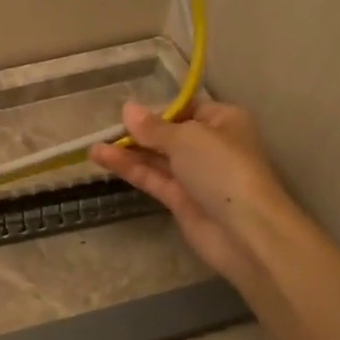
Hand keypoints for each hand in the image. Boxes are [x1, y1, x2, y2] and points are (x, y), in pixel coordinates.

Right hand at [89, 100, 298, 291]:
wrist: (246, 230)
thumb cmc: (222, 168)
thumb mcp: (186, 138)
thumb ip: (153, 127)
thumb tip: (128, 109)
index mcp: (223, 121)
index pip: (187, 108)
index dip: (157, 110)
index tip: (127, 113)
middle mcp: (210, 146)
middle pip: (169, 134)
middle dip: (138, 132)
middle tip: (104, 129)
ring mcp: (195, 175)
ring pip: (157, 158)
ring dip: (127, 152)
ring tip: (93, 147)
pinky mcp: (182, 201)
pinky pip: (152, 178)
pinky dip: (129, 169)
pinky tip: (103, 159)